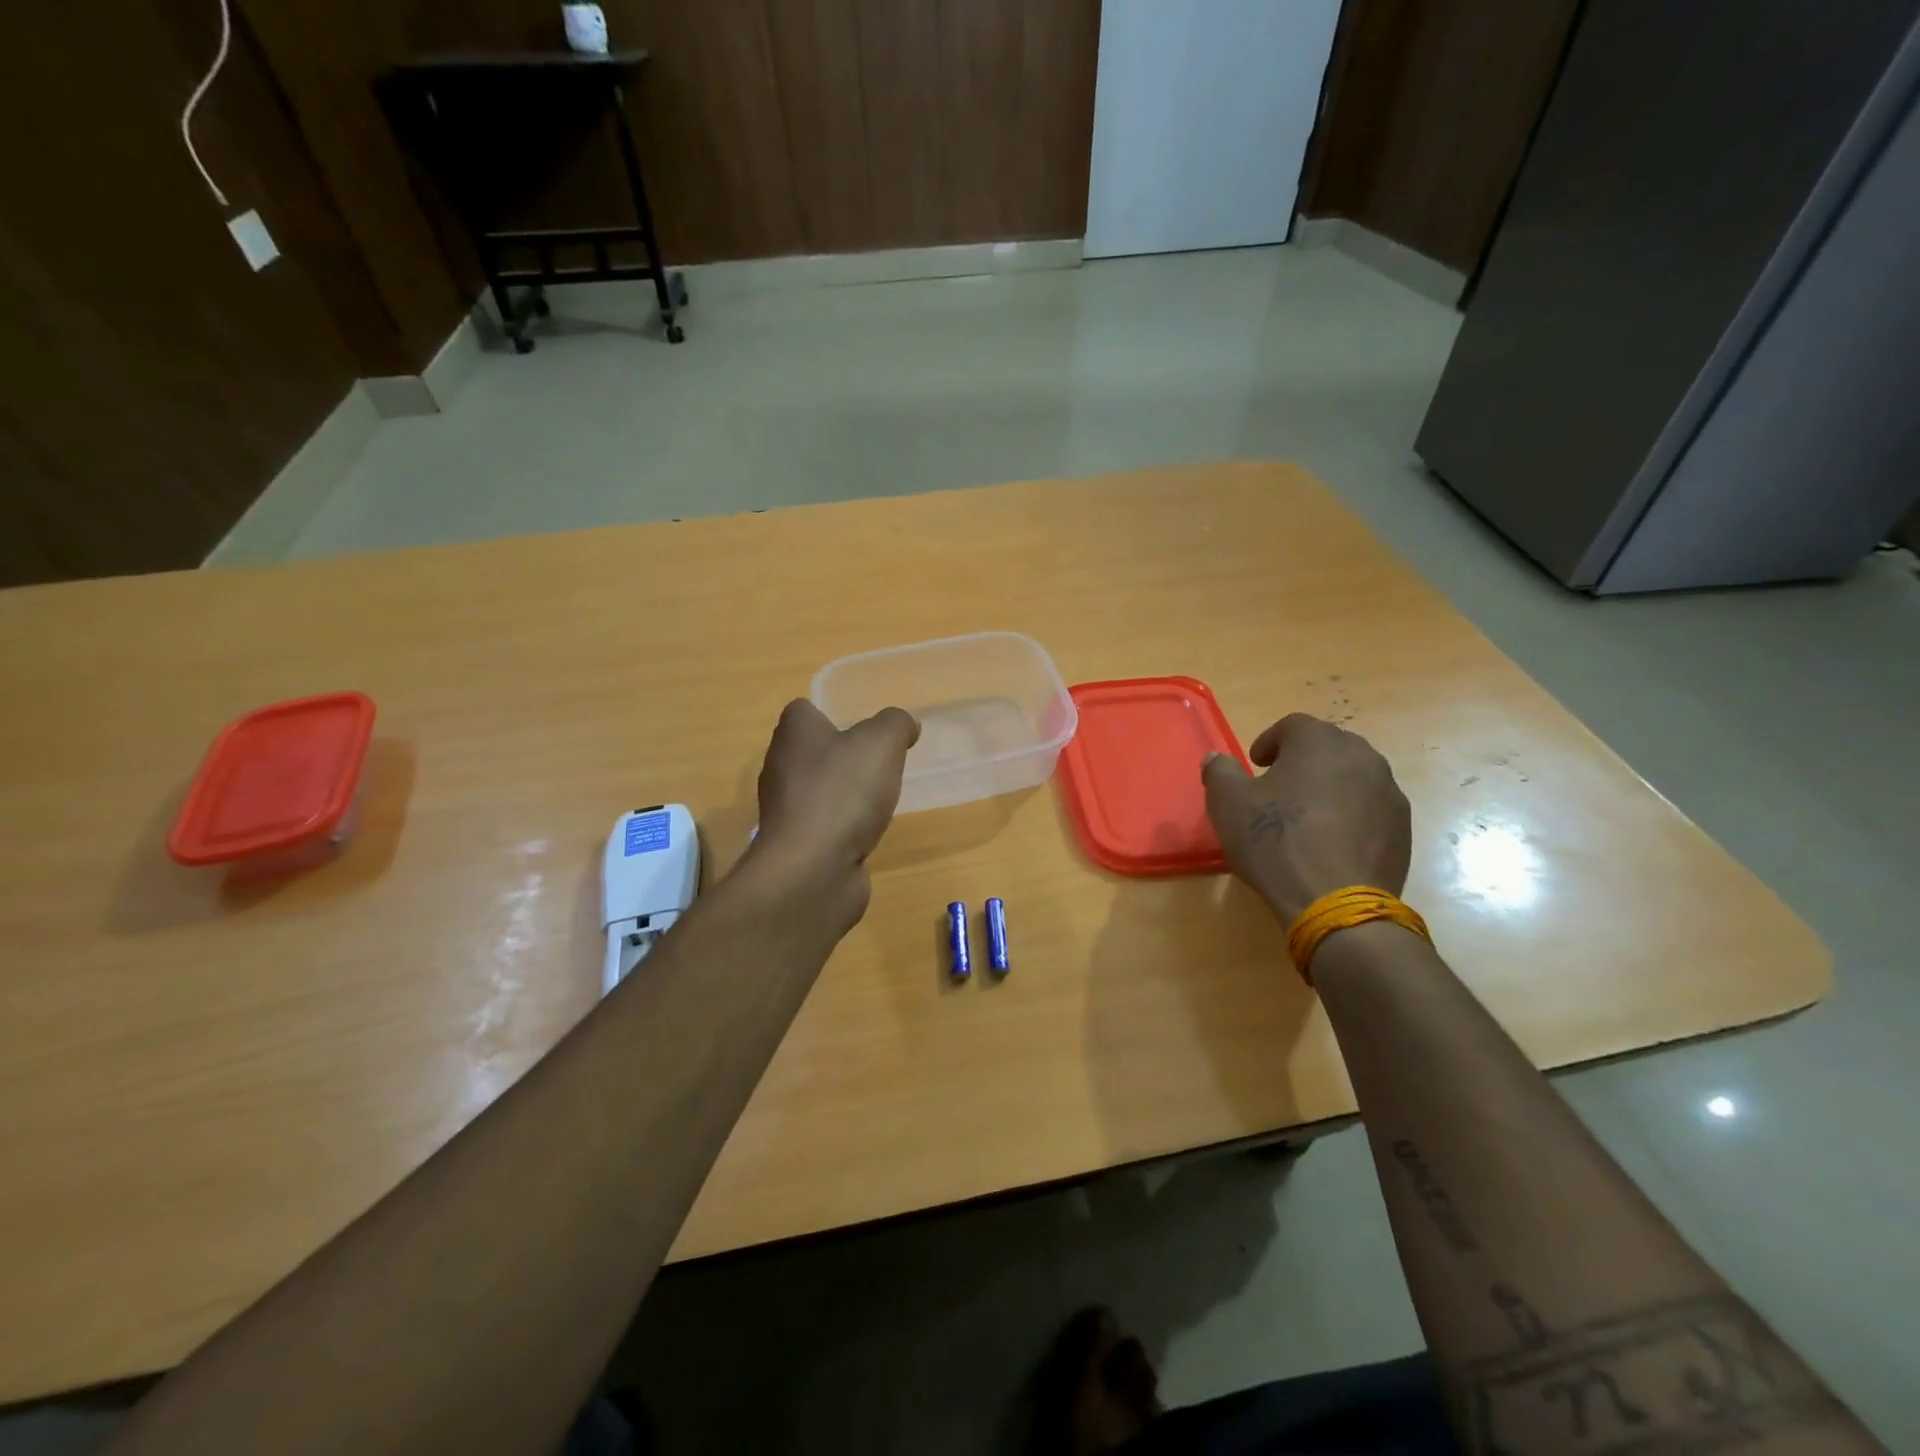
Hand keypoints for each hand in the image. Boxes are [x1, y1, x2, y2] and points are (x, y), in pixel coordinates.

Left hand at [748, 699, 919, 929]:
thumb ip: (896, 724)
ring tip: (878, 799)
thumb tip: (906, 723)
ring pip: (818, 790)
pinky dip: (842, 828)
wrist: (813, 869)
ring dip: (844, 794)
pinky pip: (822, 825)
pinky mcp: (796, 845)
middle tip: (879, 763)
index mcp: (794, 734)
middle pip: (812, 751)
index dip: (832, 714)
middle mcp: (781, 767)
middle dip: (843, 756)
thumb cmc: (843, 792)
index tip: (864, 729)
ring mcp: (786, 809)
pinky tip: (865, 833)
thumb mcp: (881, 743)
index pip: (804, 711)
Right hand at [1201, 714, 1410, 925]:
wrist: (1335, 902)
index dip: (1270, 741)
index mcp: (1319, 741)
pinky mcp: (1402, 828)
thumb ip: (1219, 772)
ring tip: (1306, 818)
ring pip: (1353, 777)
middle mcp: (1362, 756)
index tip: (1256, 765)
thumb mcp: (1228, 804)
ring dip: (1329, 788)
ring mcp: (1388, 792)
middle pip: (1328, 747)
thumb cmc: (1275, 841)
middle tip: (1279, 789)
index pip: (1292, 725)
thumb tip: (1216, 759)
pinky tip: (1330, 844)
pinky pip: (1370, 809)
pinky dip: (1351, 816)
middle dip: (1302, 762)